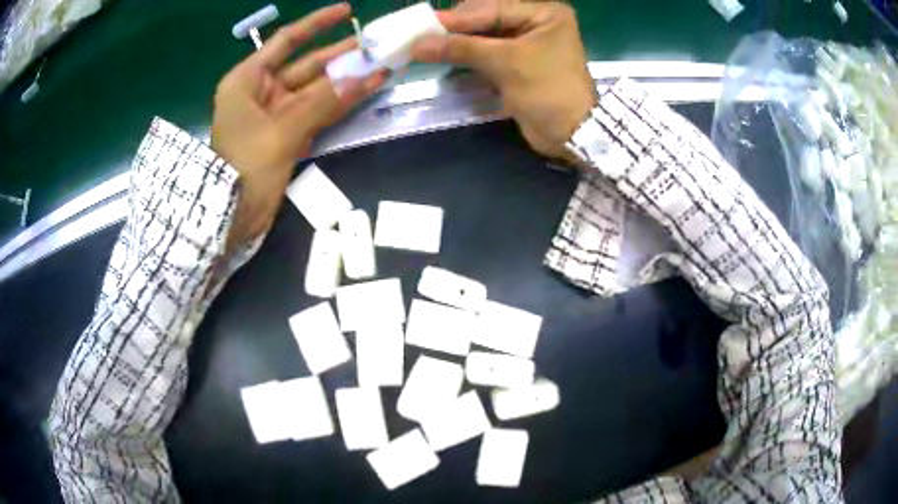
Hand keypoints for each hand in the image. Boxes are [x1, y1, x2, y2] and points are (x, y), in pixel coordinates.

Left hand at [212, 3, 387, 247]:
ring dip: (345, 79)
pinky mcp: (286, 134)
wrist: (231, 217)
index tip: (346, 10)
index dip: (316, 24)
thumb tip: (366, 76)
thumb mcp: (283, 130)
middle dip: (340, 54)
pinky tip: (365, 90)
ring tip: (381, 65)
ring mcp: (274, 113)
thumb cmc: (245, 167)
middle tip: (376, 44)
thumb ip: (325, 101)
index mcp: (248, 80)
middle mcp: (261, 91)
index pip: (286, 41)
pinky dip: (338, 103)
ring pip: (314, 89)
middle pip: (305, 64)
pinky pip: (316, 111)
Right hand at [412, 0, 594, 162]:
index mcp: (544, 13)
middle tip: (424, 35)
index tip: (423, 23)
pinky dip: (469, 56)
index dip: (457, 17)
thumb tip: (418, 44)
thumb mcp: (506, 63)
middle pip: (488, 18)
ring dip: (460, 42)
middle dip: (457, 28)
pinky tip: (447, 57)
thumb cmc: (547, 91)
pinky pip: (489, 52)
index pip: (493, 8)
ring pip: (486, 35)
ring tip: (428, 46)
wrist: (572, 135)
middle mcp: (537, 22)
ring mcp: (529, 42)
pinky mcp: (521, 62)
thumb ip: (462, 48)